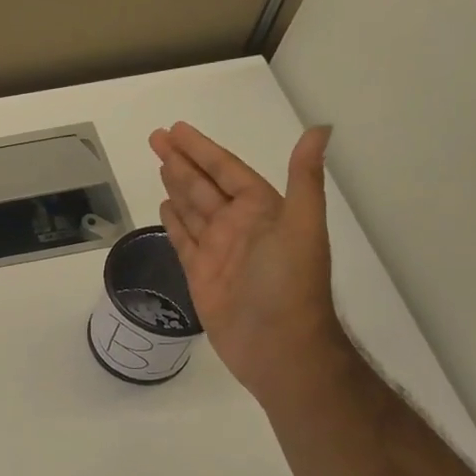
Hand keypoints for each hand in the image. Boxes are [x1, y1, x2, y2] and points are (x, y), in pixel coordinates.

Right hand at [149, 121, 347, 401]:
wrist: (277, 346)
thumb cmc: (289, 285)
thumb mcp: (301, 226)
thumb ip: (304, 179)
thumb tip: (320, 129)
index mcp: (262, 210)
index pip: (227, 170)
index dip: (202, 149)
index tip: (177, 130)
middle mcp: (238, 226)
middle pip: (204, 185)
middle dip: (181, 161)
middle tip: (156, 137)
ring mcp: (217, 251)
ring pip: (192, 209)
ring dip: (176, 185)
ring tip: (159, 163)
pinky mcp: (200, 275)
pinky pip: (183, 240)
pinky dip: (174, 221)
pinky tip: (164, 205)